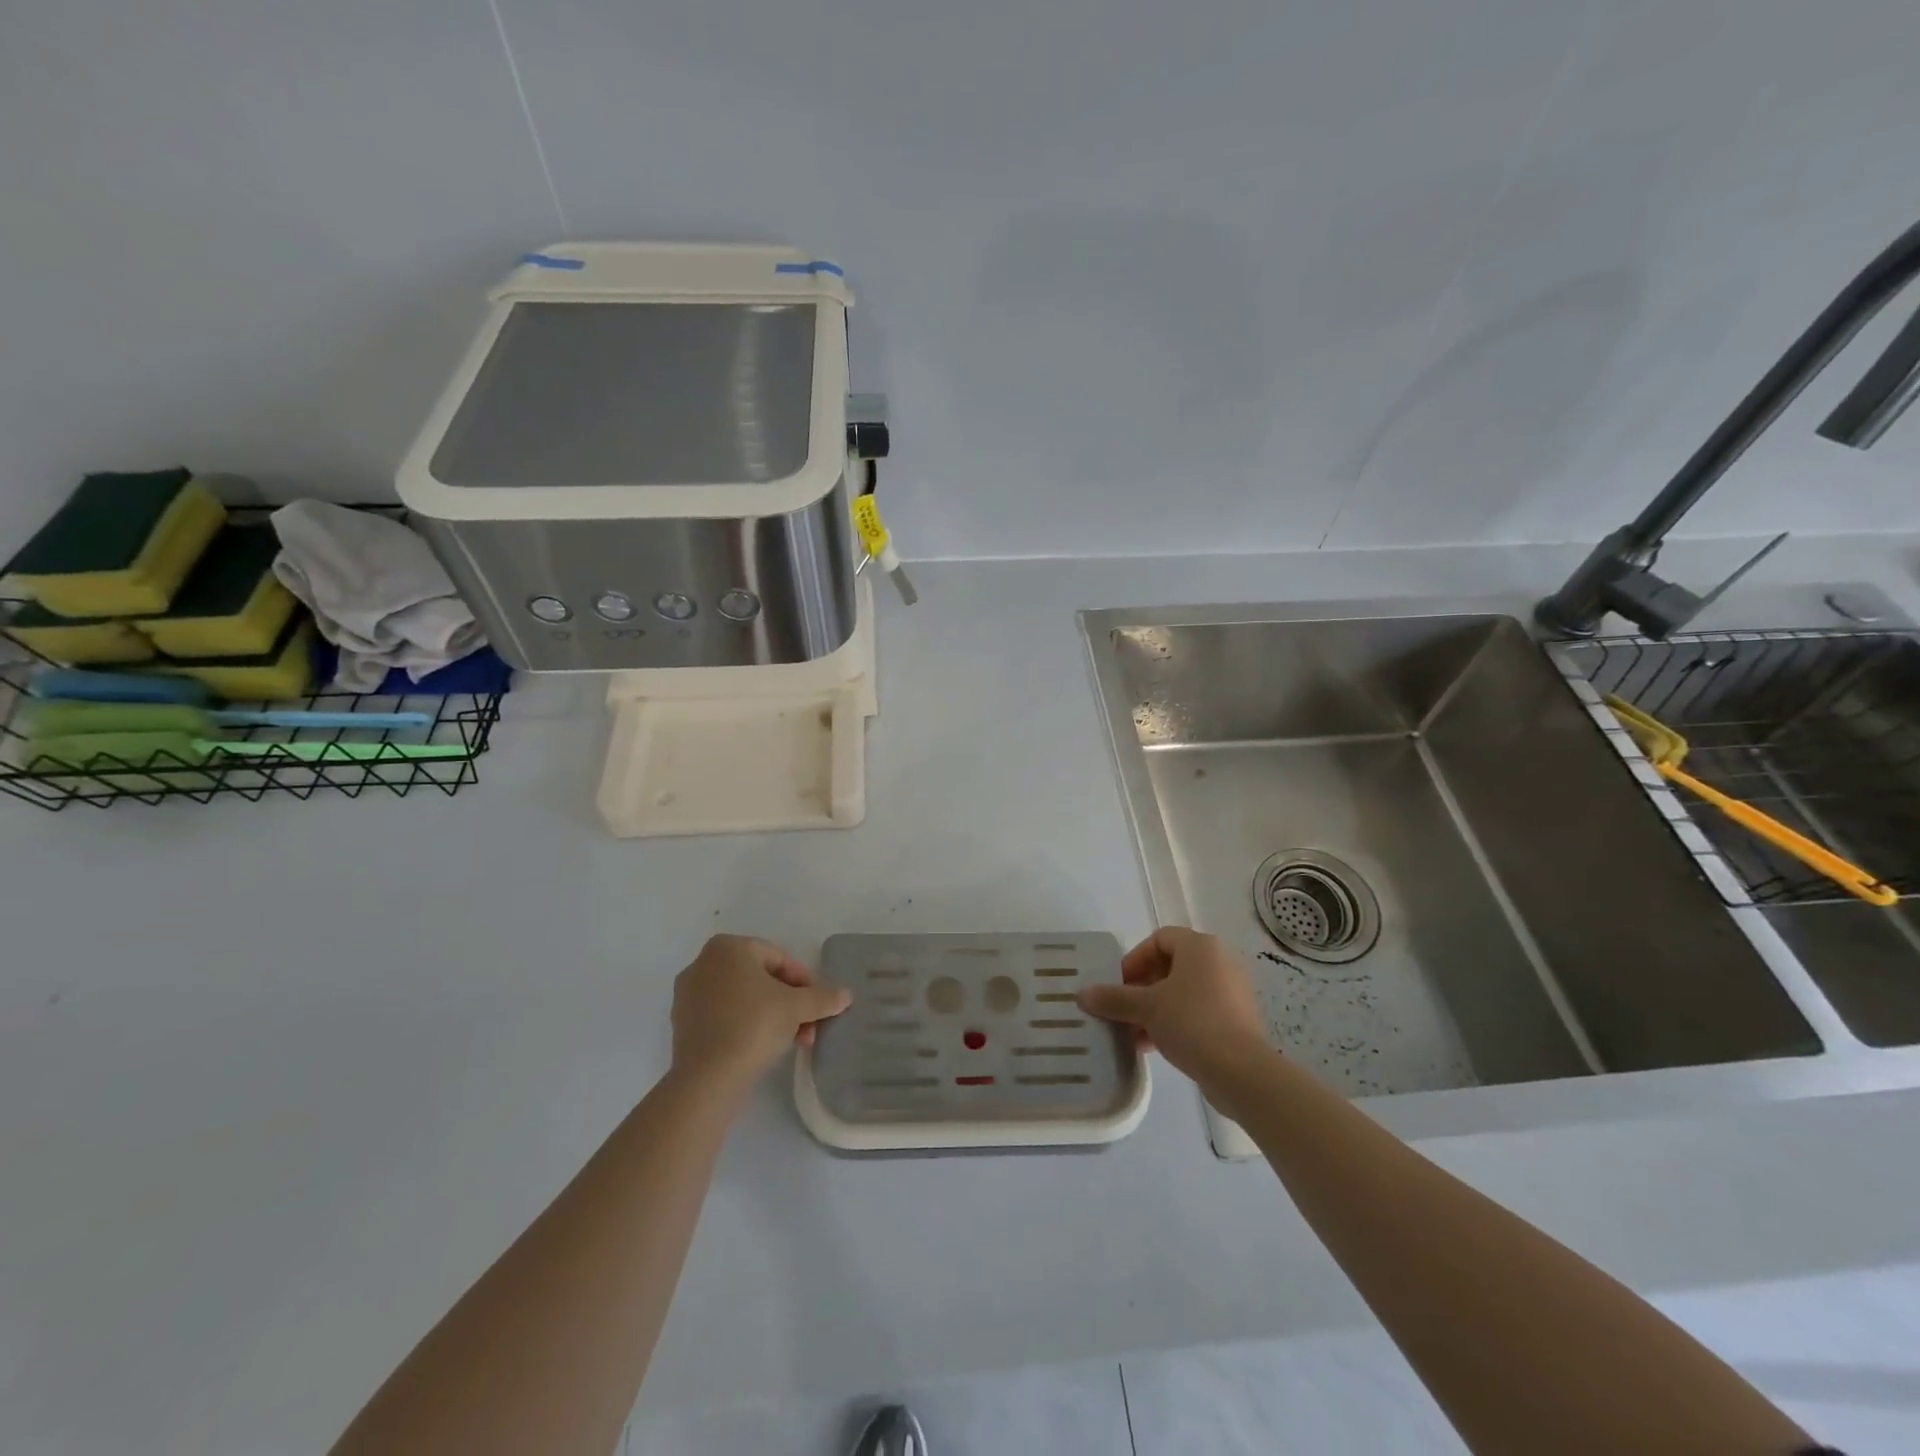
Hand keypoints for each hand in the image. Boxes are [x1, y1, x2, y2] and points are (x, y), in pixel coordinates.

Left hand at [669, 935, 849, 1095]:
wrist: (707, 1080)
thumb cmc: (753, 1026)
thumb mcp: (797, 1008)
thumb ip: (822, 997)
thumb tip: (846, 994)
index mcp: (727, 947)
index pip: (779, 958)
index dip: (805, 981)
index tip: (818, 1006)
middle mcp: (703, 963)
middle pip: (761, 978)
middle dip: (789, 1002)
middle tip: (808, 1026)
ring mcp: (688, 995)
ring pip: (743, 998)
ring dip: (772, 1016)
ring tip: (792, 1041)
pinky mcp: (682, 1025)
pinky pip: (724, 1016)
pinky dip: (746, 1026)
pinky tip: (763, 1049)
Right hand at [1077, 927, 1272, 1094]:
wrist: (1242, 1072)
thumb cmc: (1192, 1022)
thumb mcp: (1146, 1008)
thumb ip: (1113, 998)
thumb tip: (1082, 994)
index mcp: (1200, 947)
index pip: (1159, 939)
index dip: (1134, 959)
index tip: (1119, 985)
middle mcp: (1219, 962)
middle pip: (1170, 967)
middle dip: (1141, 989)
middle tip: (1122, 1010)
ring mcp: (1231, 992)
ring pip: (1182, 993)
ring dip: (1155, 1009)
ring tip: (1133, 1034)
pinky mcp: (1237, 1020)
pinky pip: (1198, 1012)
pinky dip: (1175, 1022)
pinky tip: (1154, 1047)